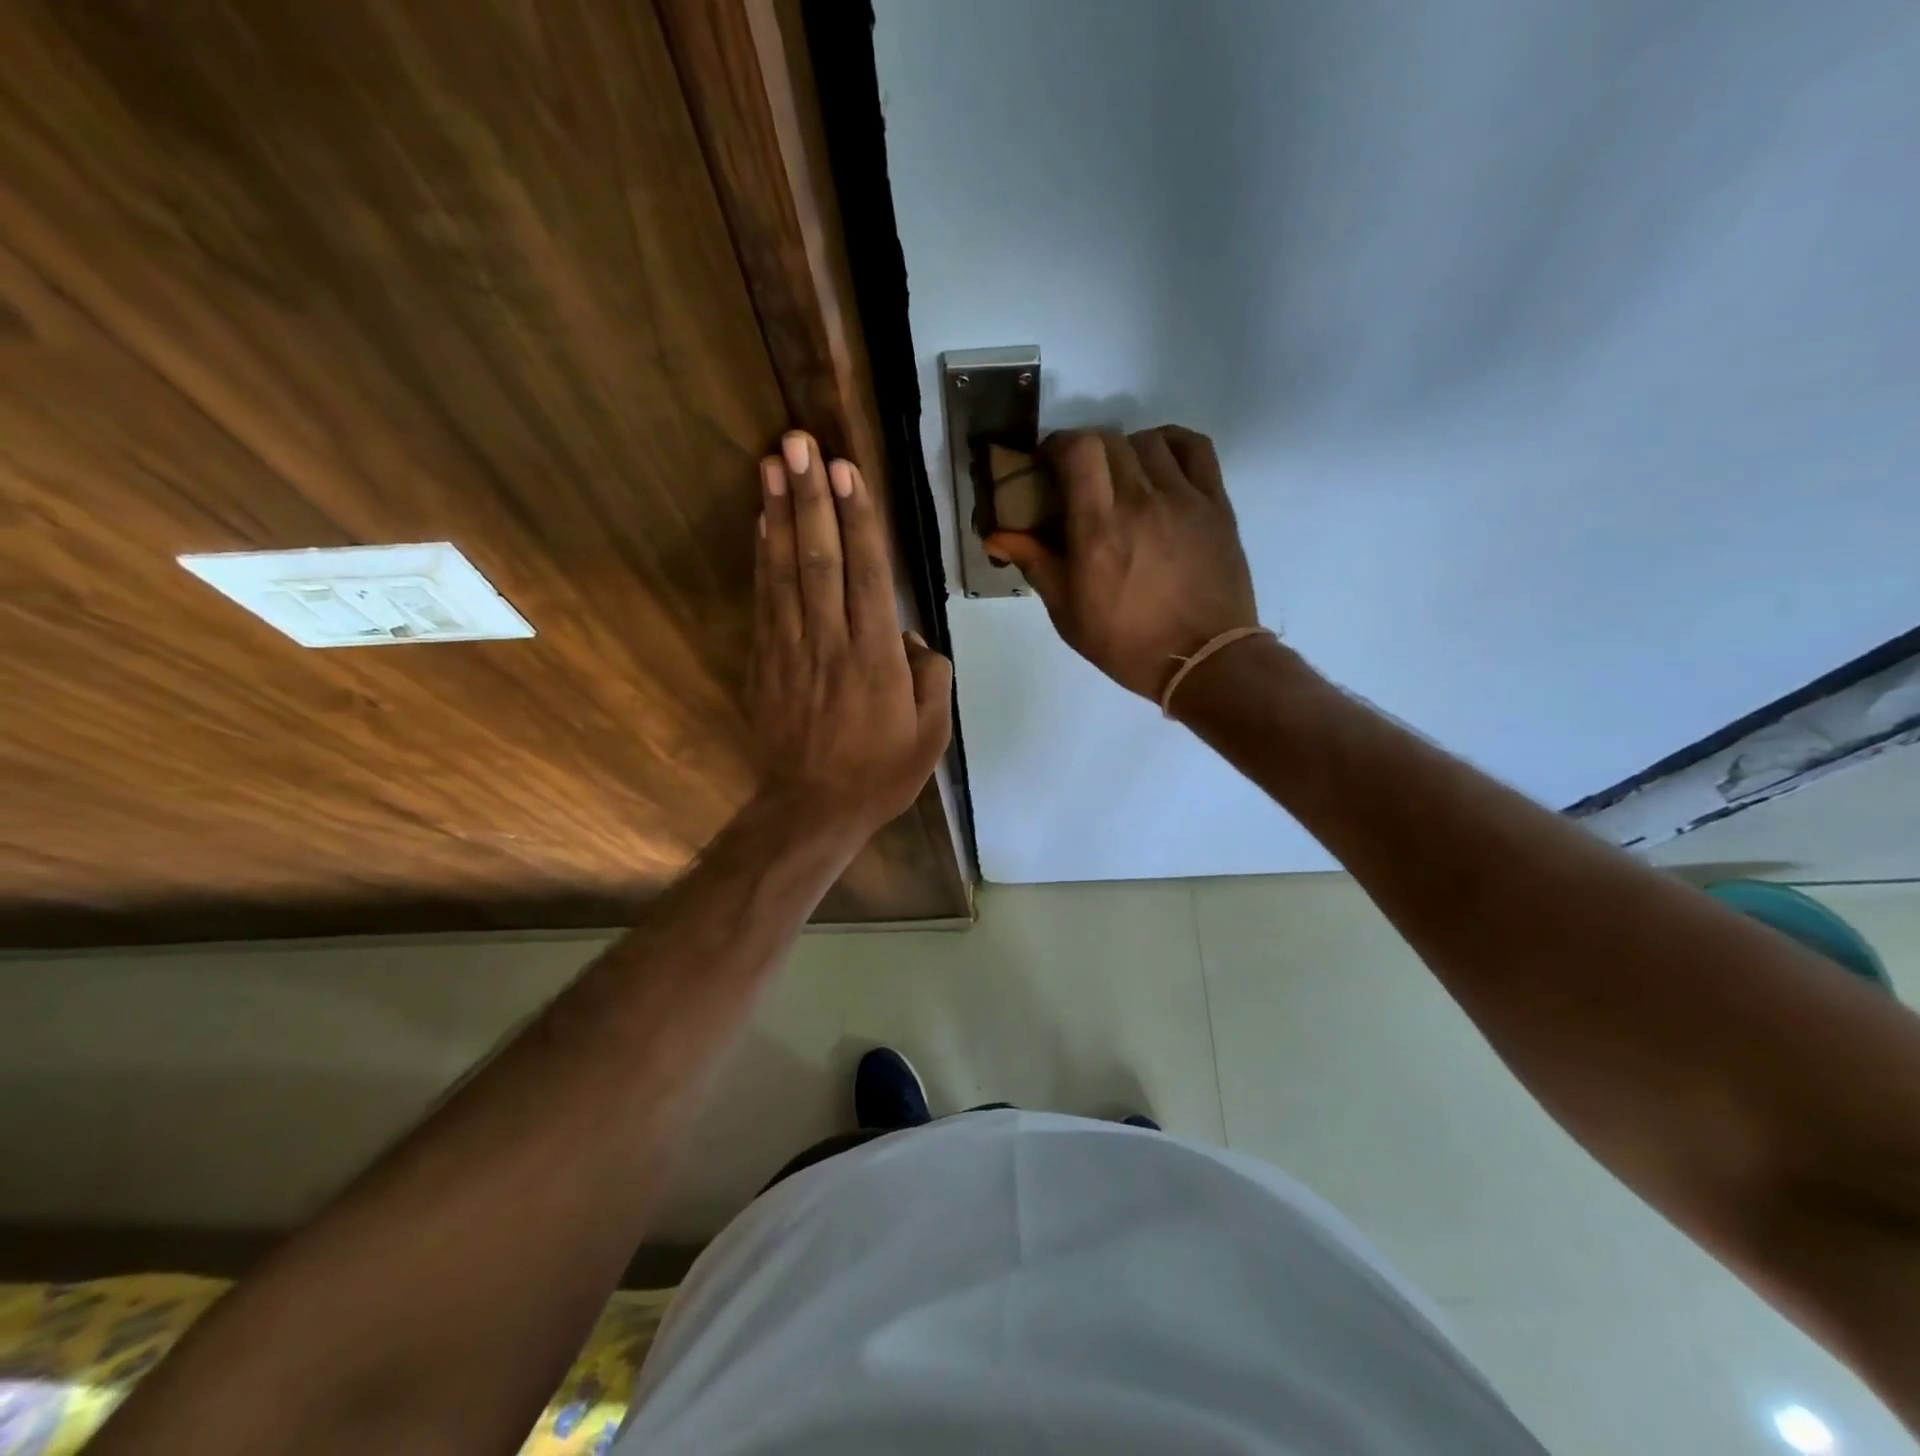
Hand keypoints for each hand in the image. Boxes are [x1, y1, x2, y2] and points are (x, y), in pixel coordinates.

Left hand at [751, 431, 952, 838]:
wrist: (812, 808)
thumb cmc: (880, 774)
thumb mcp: (931, 735)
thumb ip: (930, 678)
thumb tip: (911, 641)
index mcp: (876, 659)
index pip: (867, 575)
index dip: (858, 519)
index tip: (847, 470)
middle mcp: (831, 642)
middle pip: (820, 559)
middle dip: (811, 497)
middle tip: (800, 442)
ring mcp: (792, 650)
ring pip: (786, 571)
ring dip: (780, 514)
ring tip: (773, 463)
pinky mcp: (766, 662)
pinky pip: (764, 601)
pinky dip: (762, 558)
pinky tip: (762, 523)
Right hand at [985, 427, 1257, 700]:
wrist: (1202, 661)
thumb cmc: (1127, 643)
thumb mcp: (1068, 612)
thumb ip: (1035, 563)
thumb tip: (995, 535)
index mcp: (1099, 528)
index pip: (1078, 449)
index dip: (1057, 445)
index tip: (1047, 465)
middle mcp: (1142, 501)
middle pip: (1109, 439)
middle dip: (1085, 451)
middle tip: (1078, 480)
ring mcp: (1184, 498)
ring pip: (1149, 440)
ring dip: (1125, 450)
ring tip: (1120, 478)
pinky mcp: (1216, 503)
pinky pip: (1195, 448)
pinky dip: (1171, 444)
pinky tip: (1159, 464)